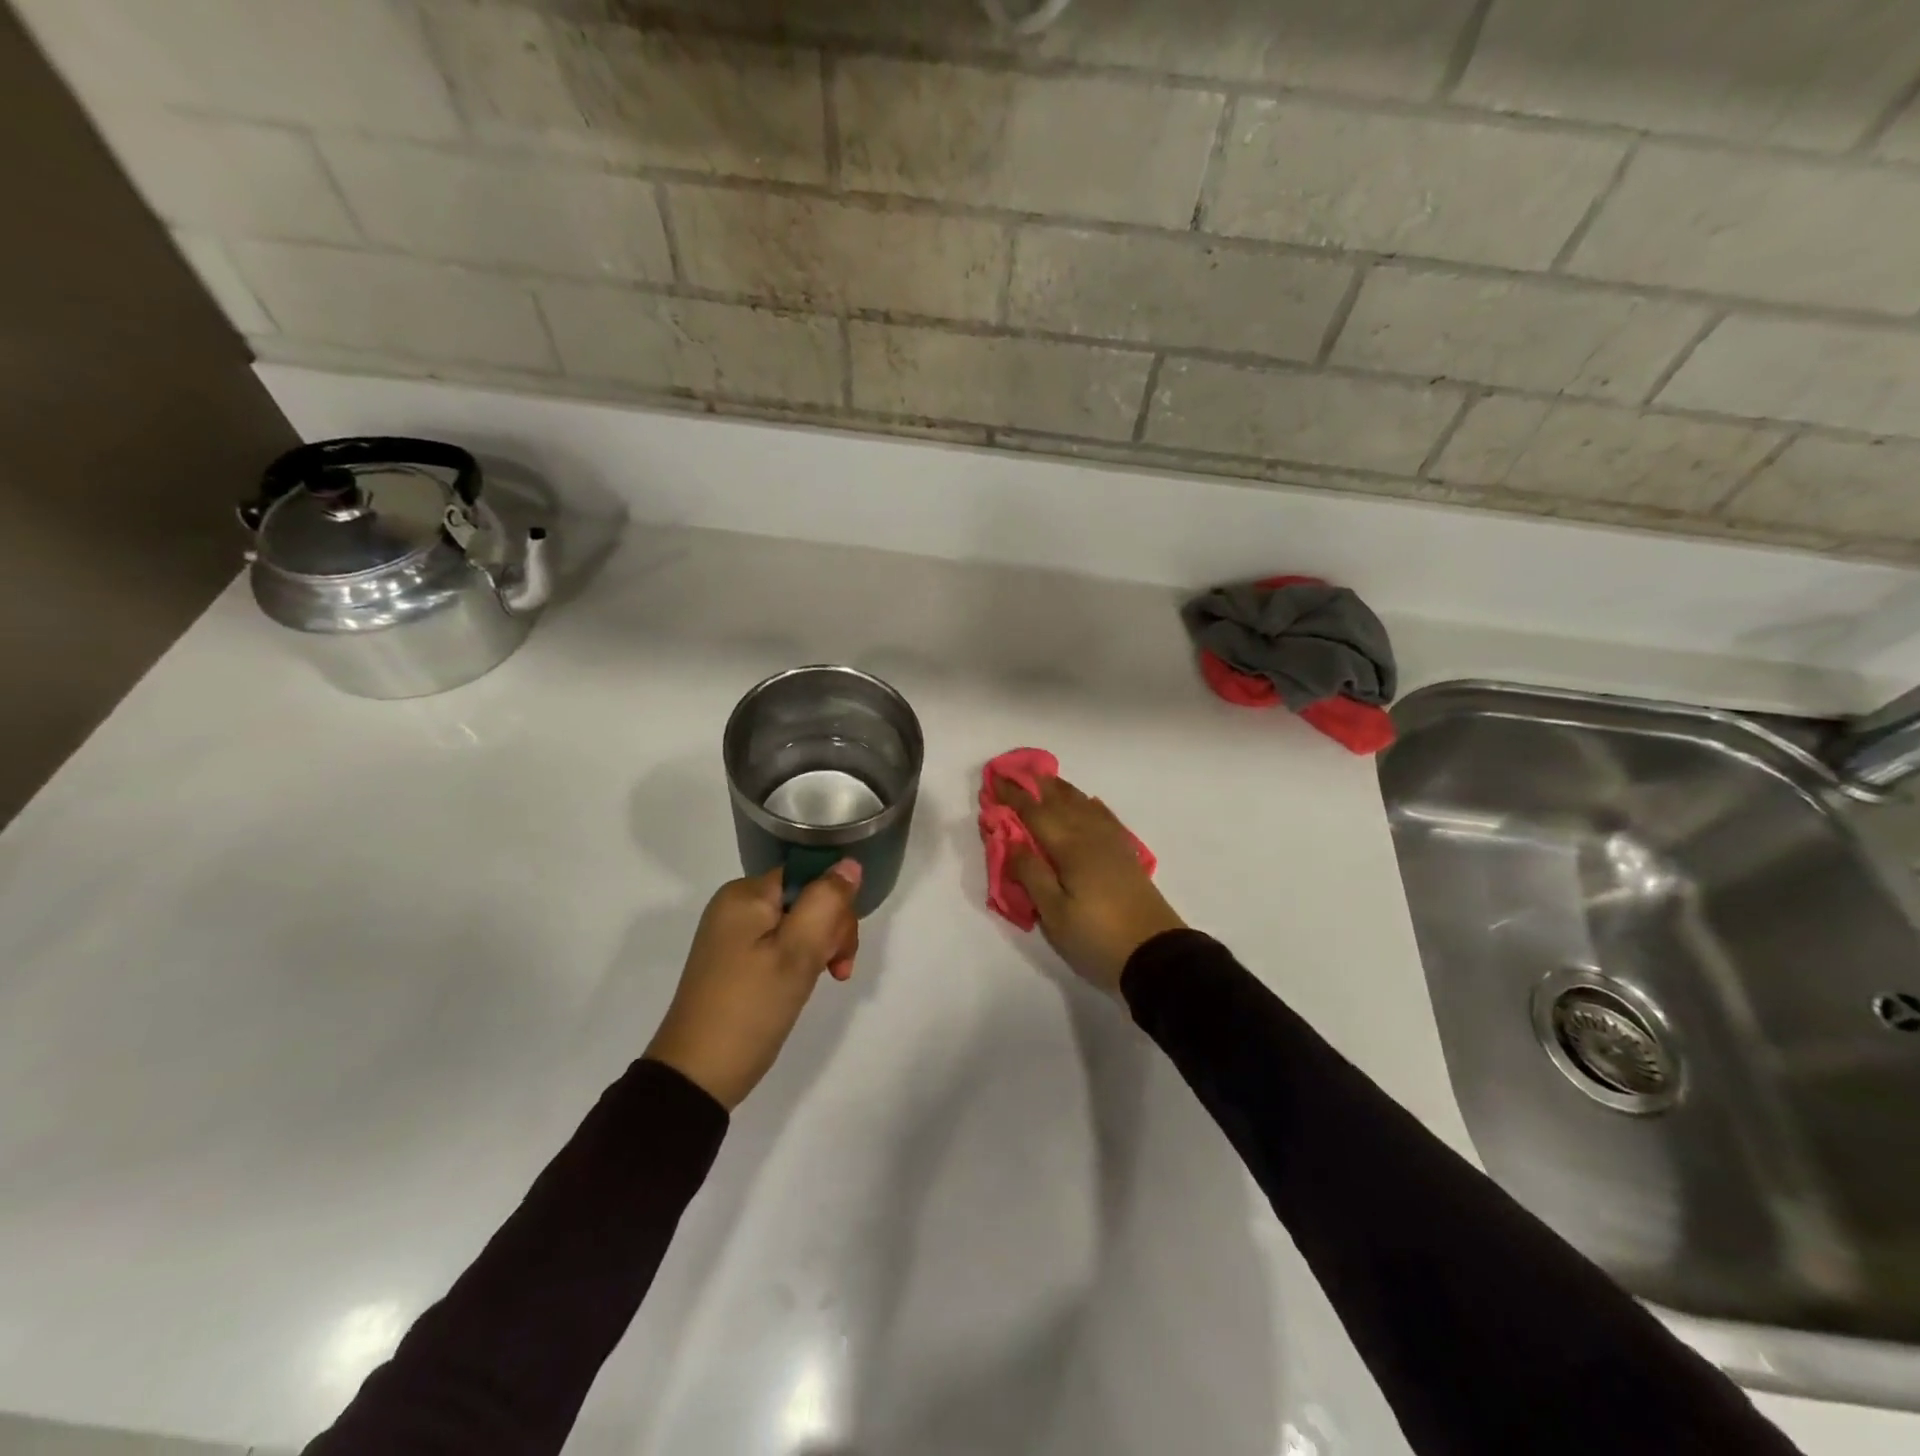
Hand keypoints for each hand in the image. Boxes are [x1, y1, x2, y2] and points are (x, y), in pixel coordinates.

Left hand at [644, 862, 861, 1110]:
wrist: (697, 1075)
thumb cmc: (751, 1008)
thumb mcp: (797, 952)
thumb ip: (827, 902)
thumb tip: (849, 864)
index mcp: (746, 894)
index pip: (810, 876)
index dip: (835, 905)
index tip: (840, 947)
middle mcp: (737, 905)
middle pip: (805, 898)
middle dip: (830, 931)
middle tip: (834, 970)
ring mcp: (734, 934)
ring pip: (798, 923)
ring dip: (819, 949)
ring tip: (823, 981)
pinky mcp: (735, 960)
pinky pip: (780, 944)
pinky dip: (799, 961)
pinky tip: (802, 985)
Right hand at [993, 775, 1185, 993]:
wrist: (1155, 954)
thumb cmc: (1097, 937)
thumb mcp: (1054, 914)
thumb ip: (1031, 874)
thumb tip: (1011, 841)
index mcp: (1070, 848)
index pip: (1035, 813)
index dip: (1013, 796)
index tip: (995, 780)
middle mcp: (1091, 836)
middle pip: (1060, 802)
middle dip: (1036, 786)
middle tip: (1017, 771)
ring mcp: (1112, 844)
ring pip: (1084, 805)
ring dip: (1062, 790)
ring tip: (1047, 779)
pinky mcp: (1126, 855)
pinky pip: (1105, 817)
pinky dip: (1091, 805)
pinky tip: (1089, 802)